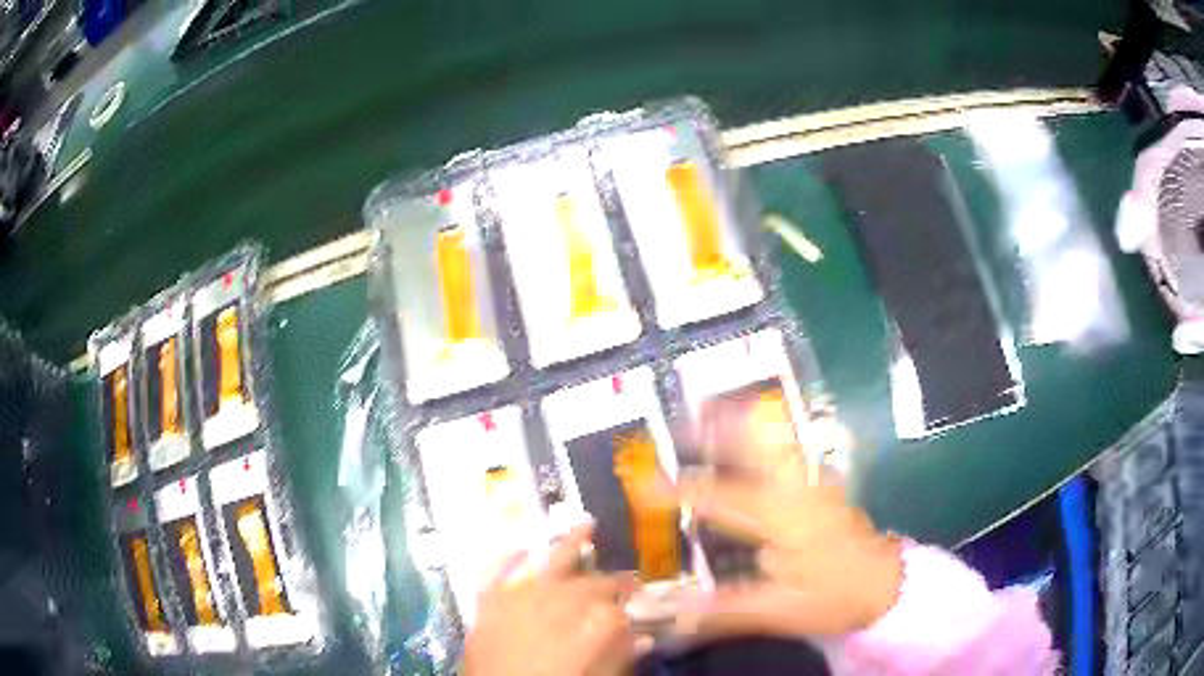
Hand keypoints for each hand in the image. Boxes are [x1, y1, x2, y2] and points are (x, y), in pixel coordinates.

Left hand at [465, 524, 638, 675]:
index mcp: (580, 629)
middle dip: (608, 581)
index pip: (615, 610)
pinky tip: (520, 546)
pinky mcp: (487, 607)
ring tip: (586, 522)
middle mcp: (550, 607)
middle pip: (586, 586)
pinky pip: (496, 576)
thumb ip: (616, 656)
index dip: (629, 608)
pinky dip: (507, 560)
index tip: (640, 606)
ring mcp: (515, 603)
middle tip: (629, 577)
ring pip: (547, 566)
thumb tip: (641, 638)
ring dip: (568, 545)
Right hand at [677, 400, 902, 638]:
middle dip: (724, 425)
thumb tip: (676, 616)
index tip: (647, 480)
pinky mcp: (824, 488)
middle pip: (758, 447)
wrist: (885, 584)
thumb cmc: (834, 597)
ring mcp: (816, 485)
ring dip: (747, 422)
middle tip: (692, 408)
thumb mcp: (781, 611)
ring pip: (779, 441)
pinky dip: (770, 434)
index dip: (682, 489)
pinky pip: (793, 451)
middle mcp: (799, 492)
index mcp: (785, 520)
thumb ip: (728, 611)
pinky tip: (759, 426)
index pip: (723, 498)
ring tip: (717, 404)